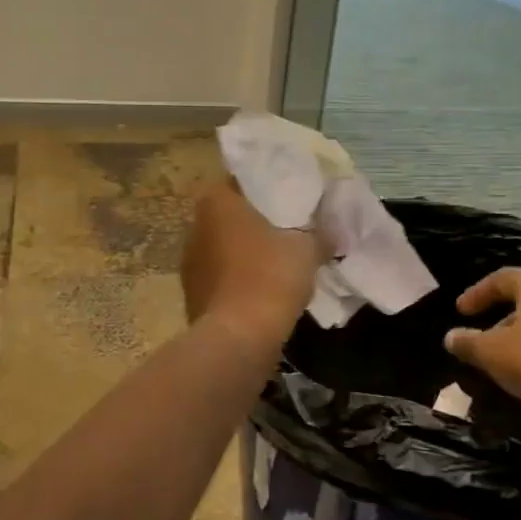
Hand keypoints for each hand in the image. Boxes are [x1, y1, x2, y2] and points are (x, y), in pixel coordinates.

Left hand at [180, 183, 324, 340]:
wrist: (238, 337)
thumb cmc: (270, 277)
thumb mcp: (308, 249)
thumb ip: (320, 234)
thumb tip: (331, 232)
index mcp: (216, 202)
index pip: (240, 182)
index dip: (266, 189)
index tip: (289, 198)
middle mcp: (195, 226)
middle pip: (230, 216)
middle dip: (255, 223)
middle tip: (287, 230)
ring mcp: (189, 262)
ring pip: (223, 248)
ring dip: (245, 254)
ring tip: (277, 263)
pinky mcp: (192, 294)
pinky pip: (220, 278)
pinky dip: (238, 281)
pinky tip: (261, 291)